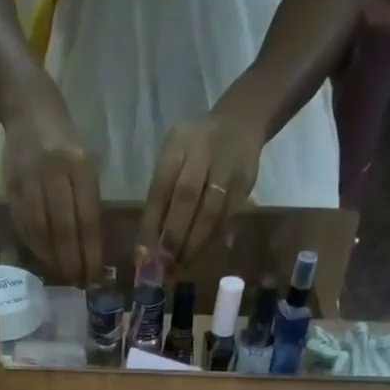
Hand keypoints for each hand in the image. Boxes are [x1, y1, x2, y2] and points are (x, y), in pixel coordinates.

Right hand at [3, 87, 102, 285]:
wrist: (29, 109)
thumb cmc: (66, 144)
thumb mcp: (86, 166)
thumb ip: (89, 205)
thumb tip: (91, 252)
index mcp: (79, 165)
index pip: (86, 220)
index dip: (90, 253)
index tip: (94, 277)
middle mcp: (53, 172)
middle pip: (63, 230)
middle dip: (71, 261)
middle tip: (77, 281)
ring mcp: (29, 179)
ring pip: (41, 232)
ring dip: (52, 258)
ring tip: (62, 272)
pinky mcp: (11, 187)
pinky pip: (24, 226)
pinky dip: (35, 246)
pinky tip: (44, 256)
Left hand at [139, 111, 263, 261]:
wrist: (240, 124)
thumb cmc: (195, 152)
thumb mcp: (173, 161)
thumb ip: (160, 200)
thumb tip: (146, 250)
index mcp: (177, 147)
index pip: (160, 188)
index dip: (151, 224)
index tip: (145, 255)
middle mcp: (202, 153)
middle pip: (186, 197)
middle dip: (174, 236)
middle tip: (165, 265)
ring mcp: (226, 168)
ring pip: (210, 212)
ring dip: (194, 244)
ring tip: (182, 265)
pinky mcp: (244, 185)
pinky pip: (227, 219)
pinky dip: (212, 241)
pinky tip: (201, 255)